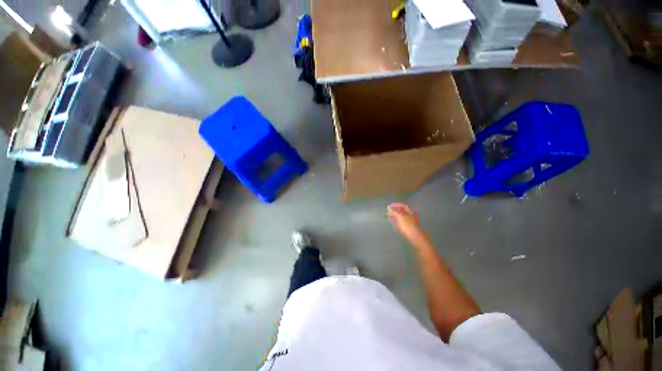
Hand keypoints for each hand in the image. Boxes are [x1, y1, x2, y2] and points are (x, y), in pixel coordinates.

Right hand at [388, 203, 424, 241]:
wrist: (414, 235)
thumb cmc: (407, 224)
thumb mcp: (399, 216)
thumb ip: (394, 212)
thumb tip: (391, 210)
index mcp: (408, 211)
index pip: (401, 206)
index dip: (395, 206)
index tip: (389, 207)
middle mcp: (410, 215)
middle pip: (401, 211)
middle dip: (394, 212)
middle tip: (388, 213)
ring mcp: (409, 221)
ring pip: (400, 217)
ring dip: (395, 217)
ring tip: (389, 218)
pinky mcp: (408, 226)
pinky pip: (401, 222)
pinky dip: (397, 222)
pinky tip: (393, 224)